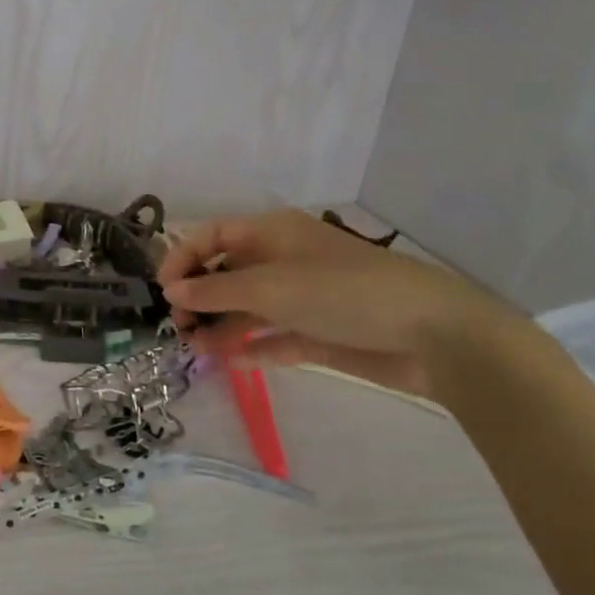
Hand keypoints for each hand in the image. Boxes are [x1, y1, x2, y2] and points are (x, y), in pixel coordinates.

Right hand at [157, 209, 510, 399]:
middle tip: (179, 329)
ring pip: (246, 308)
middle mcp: (282, 260)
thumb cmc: (342, 292)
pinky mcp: (318, 333)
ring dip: (219, 326)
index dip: (183, 257)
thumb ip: (216, 290)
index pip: (213, 235)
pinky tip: (231, 361)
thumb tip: (172, 292)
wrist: (430, 334)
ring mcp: (301, 298)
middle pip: (226, 273)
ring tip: (196, 350)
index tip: (164, 292)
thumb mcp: (271, 286)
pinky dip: (251, 347)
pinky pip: (273, 337)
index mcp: (272, 233)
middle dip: (199, 297)